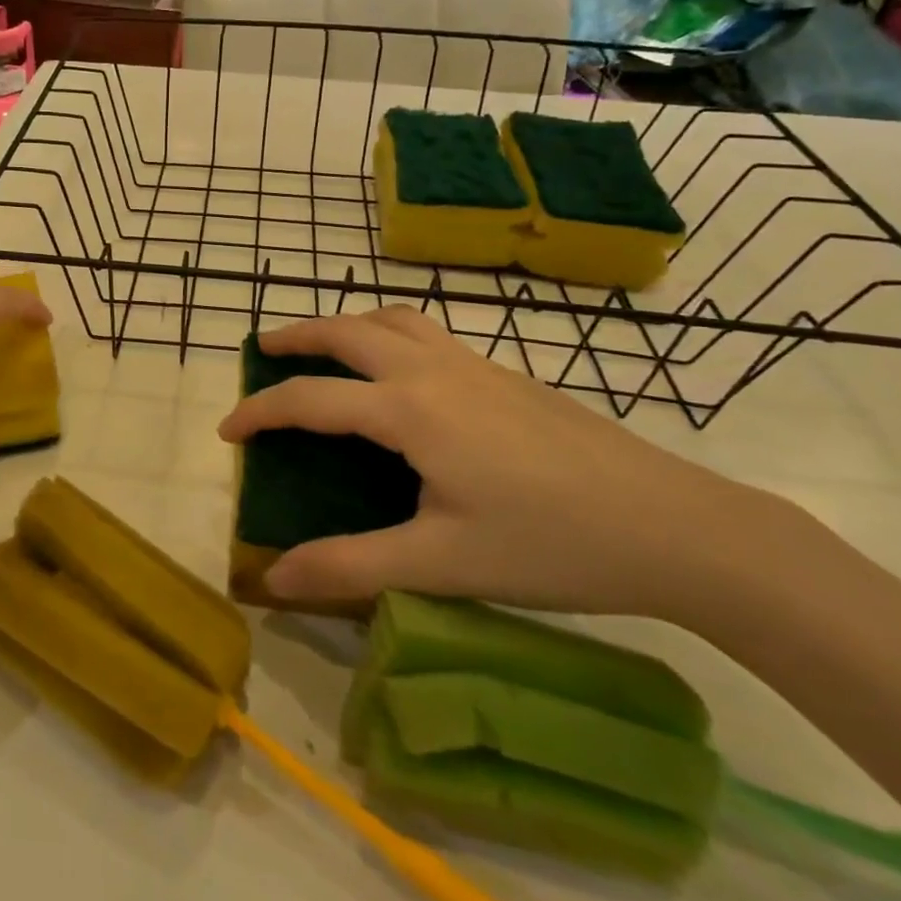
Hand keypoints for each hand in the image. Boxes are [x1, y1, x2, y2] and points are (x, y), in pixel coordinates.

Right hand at [217, 308, 759, 618]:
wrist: (673, 525)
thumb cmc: (550, 544)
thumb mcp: (443, 564)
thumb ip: (352, 566)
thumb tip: (275, 580)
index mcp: (409, 410)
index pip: (311, 398)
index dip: (260, 411)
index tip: (227, 431)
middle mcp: (434, 370)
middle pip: (349, 331)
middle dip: (298, 336)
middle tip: (263, 350)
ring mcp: (476, 365)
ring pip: (394, 320)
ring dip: (348, 325)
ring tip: (326, 346)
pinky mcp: (507, 375)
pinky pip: (430, 334)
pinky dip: (392, 334)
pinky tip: (404, 375)